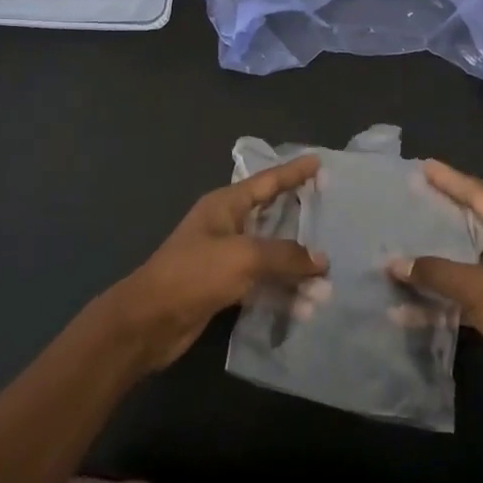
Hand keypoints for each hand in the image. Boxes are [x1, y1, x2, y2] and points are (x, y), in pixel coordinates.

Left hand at [97, 155, 328, 373]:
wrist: (149, 321)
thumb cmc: (194, 274)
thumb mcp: (244, 257)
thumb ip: (285, 255)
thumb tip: (322, 260)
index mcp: (225, 206)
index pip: (267, 182)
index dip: (293, 172)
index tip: (318, 161)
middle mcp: (227, 226)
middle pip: (272, 217)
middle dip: (302, 221)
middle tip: (334, 217)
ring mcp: (225, 258)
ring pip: (271, 256)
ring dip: (296, 269)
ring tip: (328, 282)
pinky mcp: (224, 287)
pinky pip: (262, 284)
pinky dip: (283, 292)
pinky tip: (306, 307)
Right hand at [389, 161, 482, 412]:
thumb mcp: (481, 289)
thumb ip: (436, 272)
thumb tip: (394, 263)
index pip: (481, 195)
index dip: (452, 179)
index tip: (423, 165)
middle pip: (472, 224)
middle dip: (440, 214)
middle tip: (409, 199)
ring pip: (465, 261)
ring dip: (435, 259)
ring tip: (401, 245)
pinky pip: (465, 294)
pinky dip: (440, 298)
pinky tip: (407, 307)